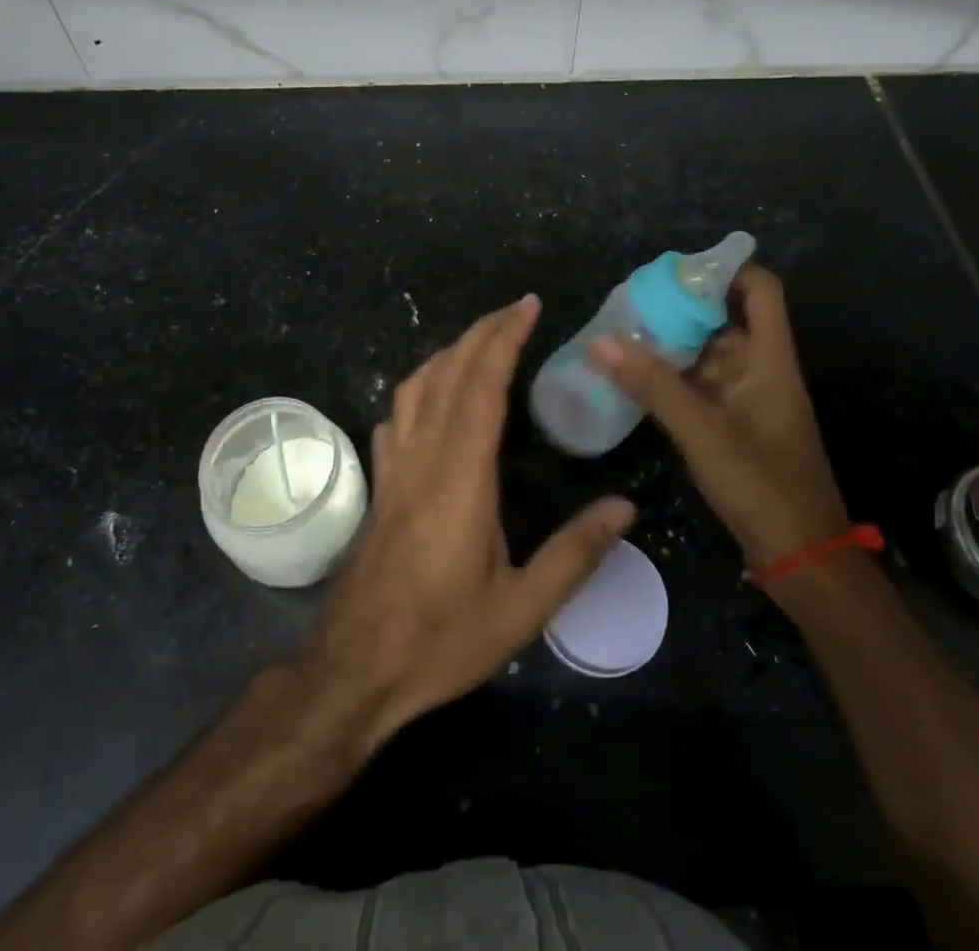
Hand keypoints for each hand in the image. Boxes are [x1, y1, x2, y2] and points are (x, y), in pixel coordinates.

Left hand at [296, 295, 634, 749]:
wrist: (353, 670)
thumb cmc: (439, 641)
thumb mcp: (521, 610)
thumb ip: (575, 555)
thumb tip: (625, 508)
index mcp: (460, 478)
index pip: (482, 386)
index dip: (504, 339)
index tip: (528, 308)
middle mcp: (423, 459)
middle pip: (448, 374)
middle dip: (482, 332)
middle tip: (516, 309)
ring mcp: (394, 469)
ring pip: (416, 388)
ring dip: (449, 353)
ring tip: (481, 342)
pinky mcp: (379, 486)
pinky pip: (397, 417)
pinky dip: (419, 389)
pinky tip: (431, 398)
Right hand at [591, 265, 846, 567]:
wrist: (799, 557)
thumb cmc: (762, 486)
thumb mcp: (703, 432)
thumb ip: (653, 385)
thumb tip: (601, 341)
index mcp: (768, 357)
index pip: (759, 289)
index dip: (724, 269)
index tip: (674, 271)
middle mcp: (758, 368)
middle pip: (722, 317)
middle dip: (677, 306)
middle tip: (626, 302)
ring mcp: (743, 397)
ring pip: (703, 353)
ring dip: (667, 343)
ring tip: (616, 332)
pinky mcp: (729, 423)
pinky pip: (695, 385)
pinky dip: (666, 376)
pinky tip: (629, 375)